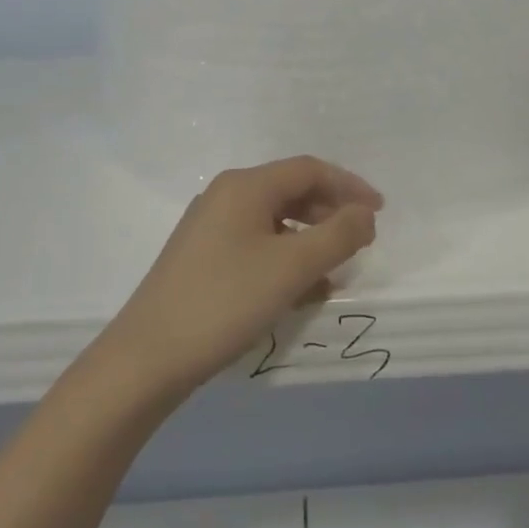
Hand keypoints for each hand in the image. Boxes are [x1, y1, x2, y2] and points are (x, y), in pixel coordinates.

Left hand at [99, 156, 382, 398]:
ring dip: (310, 240)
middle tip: (361, 240)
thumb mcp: (292, 267)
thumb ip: (338, 235)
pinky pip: (256, 245)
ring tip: (335, 270)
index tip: (380, 212)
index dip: (349, 186)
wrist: (148, 357)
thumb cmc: (225, 301)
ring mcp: (210, 228)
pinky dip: (285, 260)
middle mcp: (225, 197)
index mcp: (245, 186)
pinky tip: (302, 291)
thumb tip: (365, 214)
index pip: (309, 170)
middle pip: (291, 191)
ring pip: (274, 222)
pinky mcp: (202, 258)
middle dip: (330, 212)